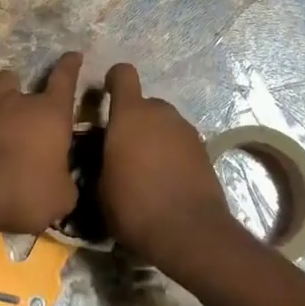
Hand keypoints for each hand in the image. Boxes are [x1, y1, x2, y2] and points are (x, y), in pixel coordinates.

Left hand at [0, 52, 81, 234]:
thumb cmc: (25, 192)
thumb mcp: (61, 198)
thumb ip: (65, 182)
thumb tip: (62, 181)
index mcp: (52, 114)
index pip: (66, 79)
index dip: (71, 65)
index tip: (74, 55)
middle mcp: (21, 100)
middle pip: (28, 82)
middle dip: (30, 96)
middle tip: (29, 118)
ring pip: (0, 80)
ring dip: (2, 89)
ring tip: (1, 104)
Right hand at [100, 64, 239, 269]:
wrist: (189, 231)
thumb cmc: (134, 205)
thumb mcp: (100, 188)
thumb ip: (100, 160)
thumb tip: (102, 157)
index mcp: (130, 114)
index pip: (123, 74)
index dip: (113, 80)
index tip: (105, 95)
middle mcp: (160, 112)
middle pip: (144, 104)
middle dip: (134, 121)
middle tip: (124, 150)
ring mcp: (185, 129)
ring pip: (163, 124)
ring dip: (154, 138)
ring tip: (147, 170)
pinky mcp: (204, 149)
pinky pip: (179, 142)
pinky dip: (172, 153)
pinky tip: (166, 181)